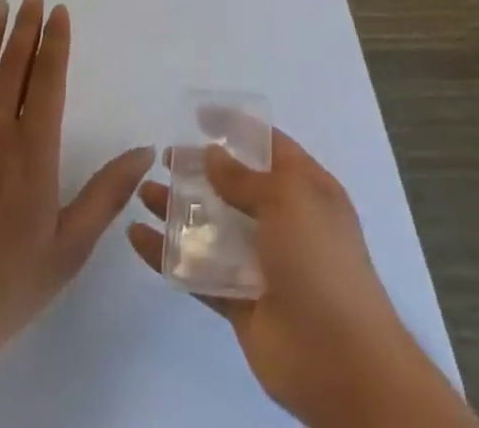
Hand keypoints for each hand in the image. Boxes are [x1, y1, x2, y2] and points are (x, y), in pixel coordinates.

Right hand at [127, 127, 478, 427]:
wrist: (341, 362)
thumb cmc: (321, 261)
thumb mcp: (289, 199)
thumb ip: (245, 177)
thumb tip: (212, 154)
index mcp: (305, 188)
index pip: (267, 145)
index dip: (234, 126)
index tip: (197, 116)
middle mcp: (283, 220)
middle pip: (233, 184)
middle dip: (198, 168)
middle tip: (164, 157)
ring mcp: (259, 262)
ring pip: (211, 225)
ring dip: (177, 209)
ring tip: (143, 192)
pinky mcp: (237, 300)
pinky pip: (197, 270)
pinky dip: (167, 255)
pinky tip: (138, 237)